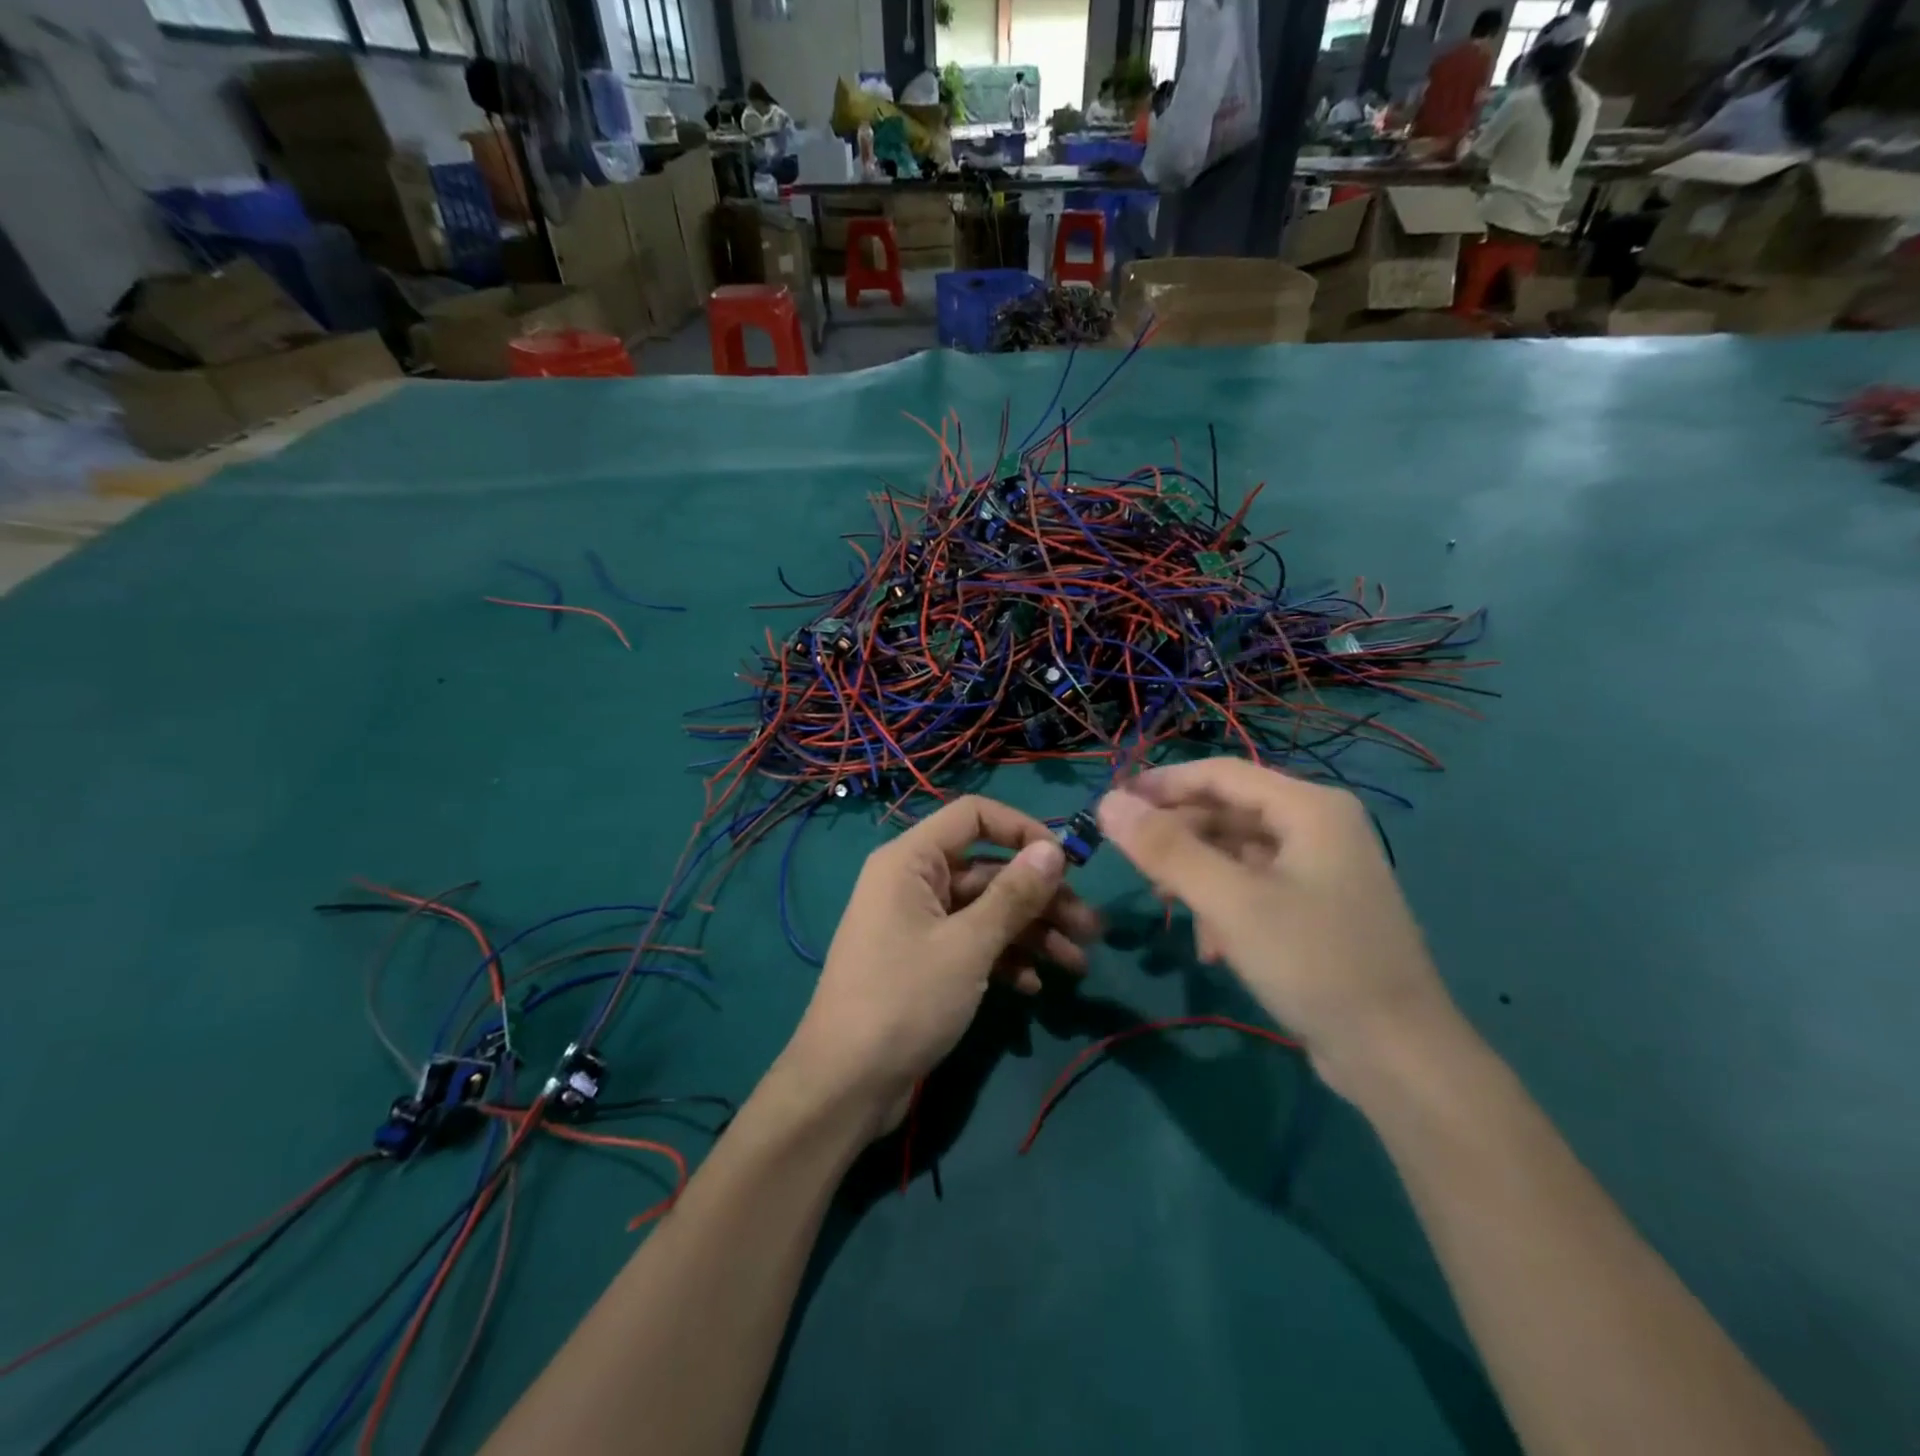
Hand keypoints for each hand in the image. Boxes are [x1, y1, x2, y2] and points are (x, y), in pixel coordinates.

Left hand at [782, 796, 1100, 1134]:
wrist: (846, 1086)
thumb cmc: (905, 1000)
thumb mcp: (968, 946)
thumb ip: (1014, 895)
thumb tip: (1054, 849)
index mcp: (911, 861)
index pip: (973, 815)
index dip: (1022, 829)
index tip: (1066, 862)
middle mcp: (912, 883)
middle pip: (988, 871)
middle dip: (1041, 898)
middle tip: (1092, 929)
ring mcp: (917, 924)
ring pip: (985, 912)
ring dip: (1032, 933)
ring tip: (1078, 964)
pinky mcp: (923, 962)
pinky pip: (971, 944)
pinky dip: (1003, 959)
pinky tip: (1033, 987)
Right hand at [1095, 759, 1454, 1095]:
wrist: (1398, 1057)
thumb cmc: (1314, 963)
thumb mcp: (1230, 902)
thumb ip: (1166, 849)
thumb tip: (1107, 802)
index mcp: (1309, 808)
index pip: (1219, 774)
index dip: (1161, 784)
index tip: (1111, 804)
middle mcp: (1319, 826)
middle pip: (1228, 811)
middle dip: (1179, 837)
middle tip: (1134, 863)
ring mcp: (1322, 868)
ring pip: (1238, 852)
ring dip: (1198, 876)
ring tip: (1167, 906)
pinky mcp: (1319, 908)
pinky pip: (1255, 886)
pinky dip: (1225, 905)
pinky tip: (1212, 946)